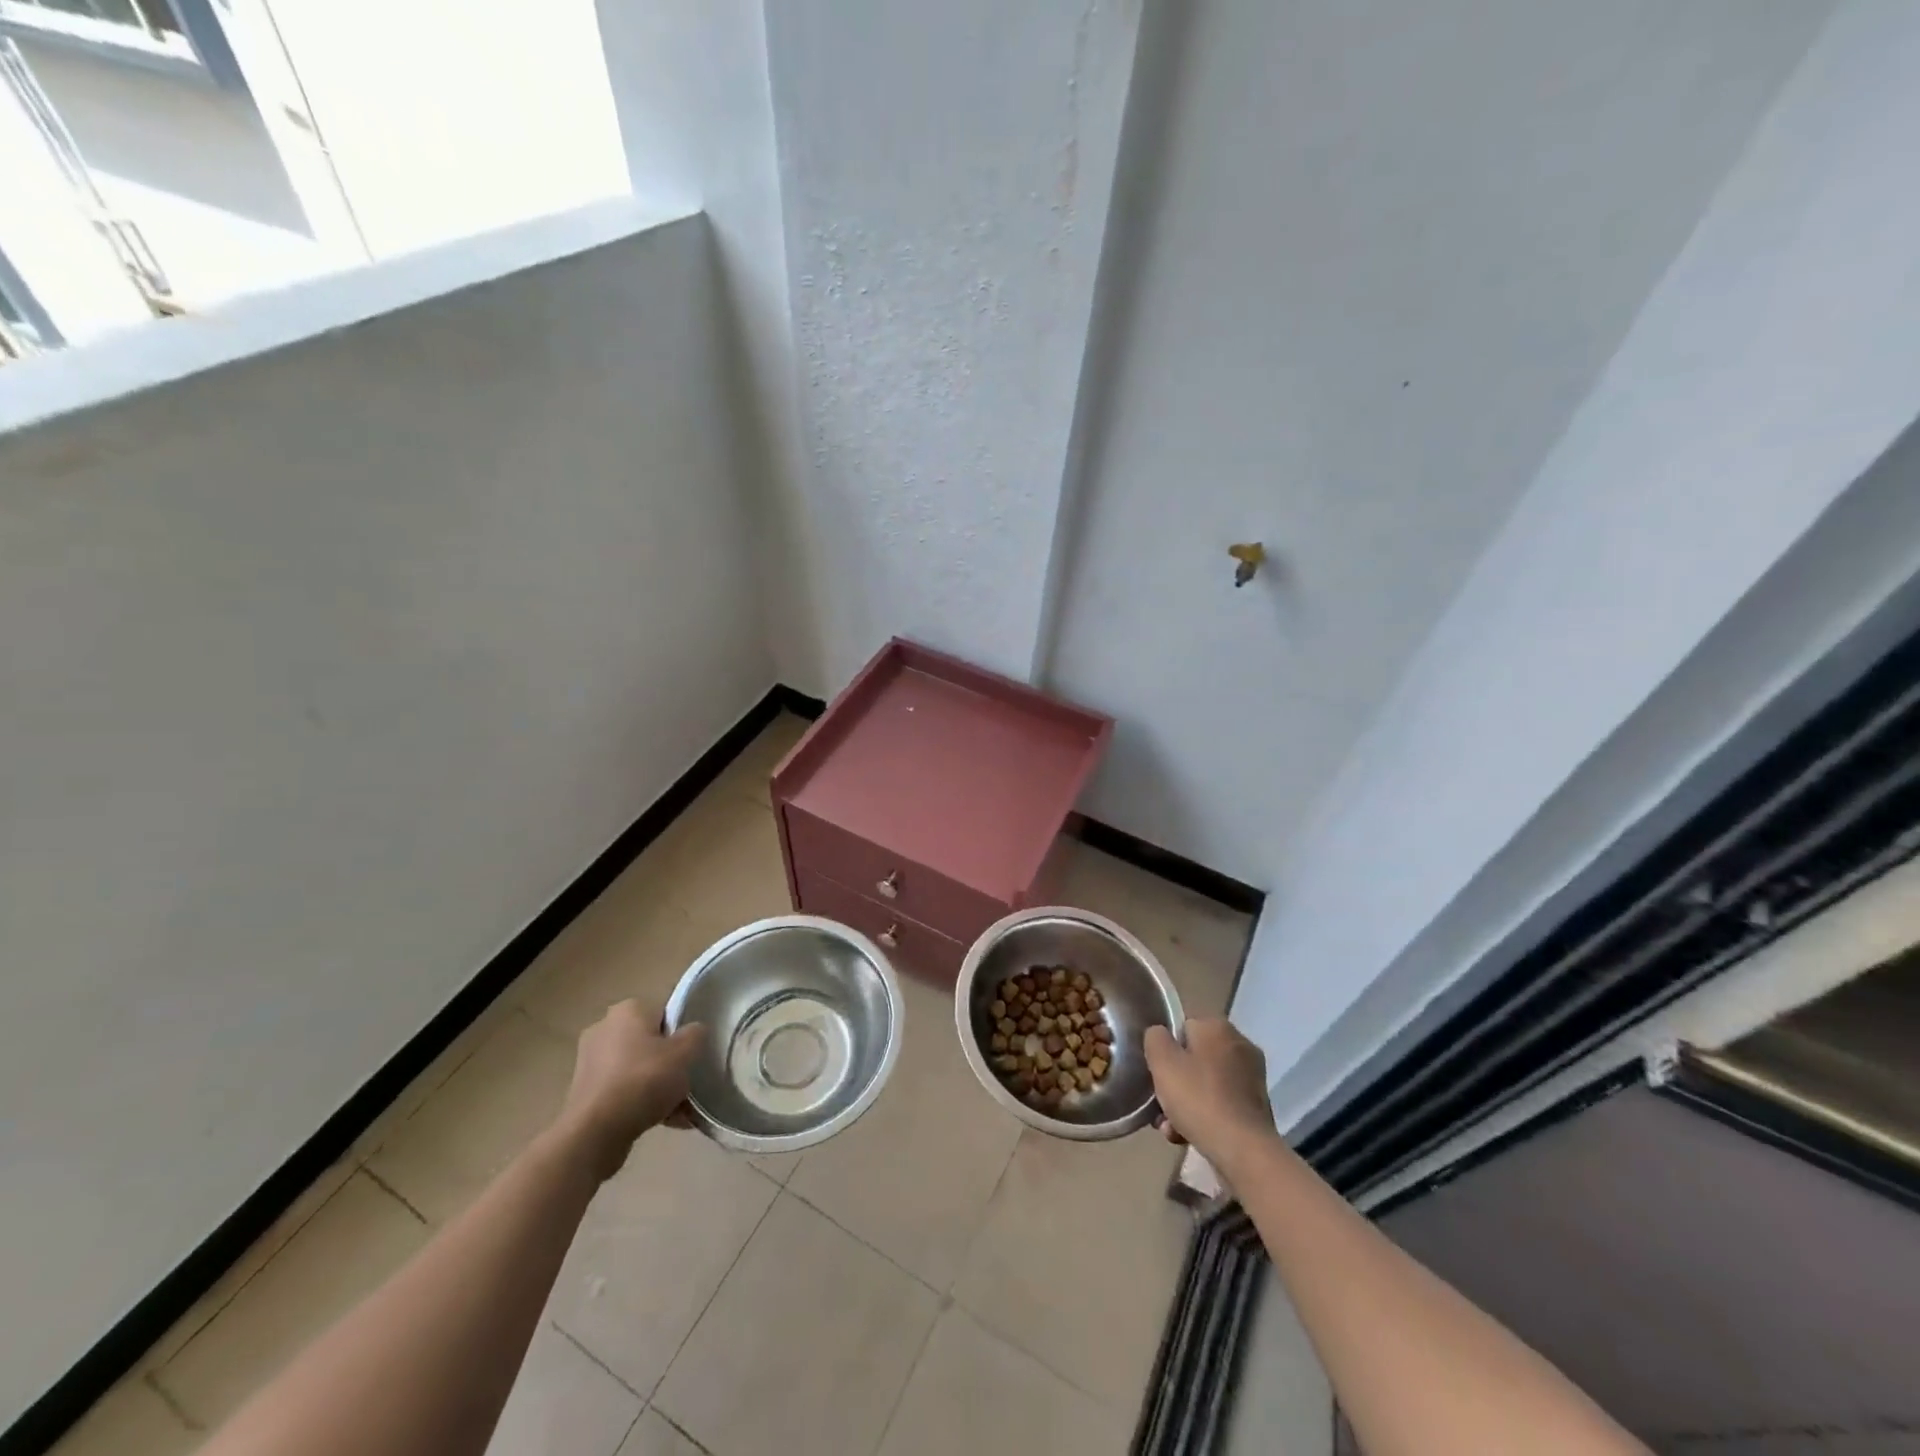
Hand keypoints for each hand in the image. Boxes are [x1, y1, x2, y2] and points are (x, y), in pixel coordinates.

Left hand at [556, 1000, 705, 1179]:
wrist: (595, 1133)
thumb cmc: (643, 1080)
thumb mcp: (685, 1052)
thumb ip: (696, 1034)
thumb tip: (694, 1031)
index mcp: (628, 1009)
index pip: (666, 1014)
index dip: (683, 1036)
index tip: (692, 1058)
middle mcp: (605, 1028)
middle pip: (651, 1043)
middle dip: (670, 1065)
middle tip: (687, 1085)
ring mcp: (590, 1061)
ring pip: (638, 1070)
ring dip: (658, 1087)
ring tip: (680, 1111)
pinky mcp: (584, 1092)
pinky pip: (623, 1091)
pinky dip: (640, 1102)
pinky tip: (663, 1122)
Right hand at [1144, 1018, 1279, 1173]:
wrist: (1243, 1151)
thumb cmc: (1199, 1098)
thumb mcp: (1162, 1061)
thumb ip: (1155, 1038)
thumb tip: (1160, 1035)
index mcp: (1218, 1027)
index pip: (1182, 1027)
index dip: (1166, 1050)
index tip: (1157, 1072)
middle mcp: (1240, 1045)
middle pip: (1193, 1057)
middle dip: (1175, 1081)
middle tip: (1160, 1102)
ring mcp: (1252, 1077)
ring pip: (1205, 1083)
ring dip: (1186, 1102)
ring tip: (1170, 1127)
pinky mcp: (1256, 1106)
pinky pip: (1221, 1103)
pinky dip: (1204, 1115)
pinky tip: (1188, 1136)